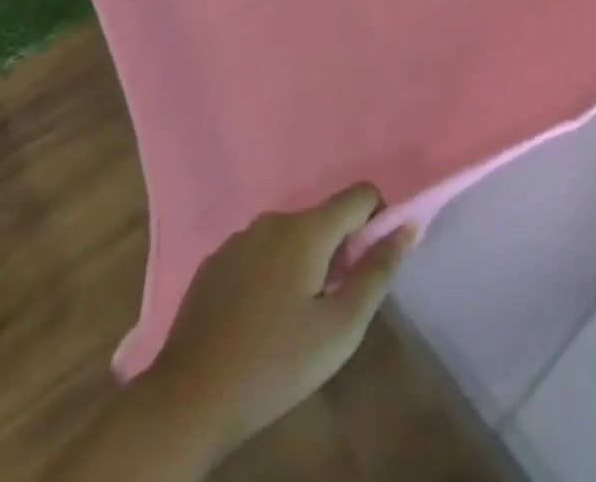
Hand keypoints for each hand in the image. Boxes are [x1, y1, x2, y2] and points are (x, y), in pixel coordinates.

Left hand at [140, 185, 414, 468]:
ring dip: (305, 262)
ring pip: (291, 236)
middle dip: (339, 250)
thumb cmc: (274, 365)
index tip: (369, 266)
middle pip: (325, 218)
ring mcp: (240, 237)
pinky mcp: (215, 261)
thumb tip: (407, 226)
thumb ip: (377, 273)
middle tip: (331, 307)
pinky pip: (260, 252)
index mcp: (307, 228)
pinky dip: (272, 272)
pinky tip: (258, 320)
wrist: (188, 400)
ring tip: (293, 319)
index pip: (360, 194)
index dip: (377, 221)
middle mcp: (274, 218)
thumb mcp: (340, 329)